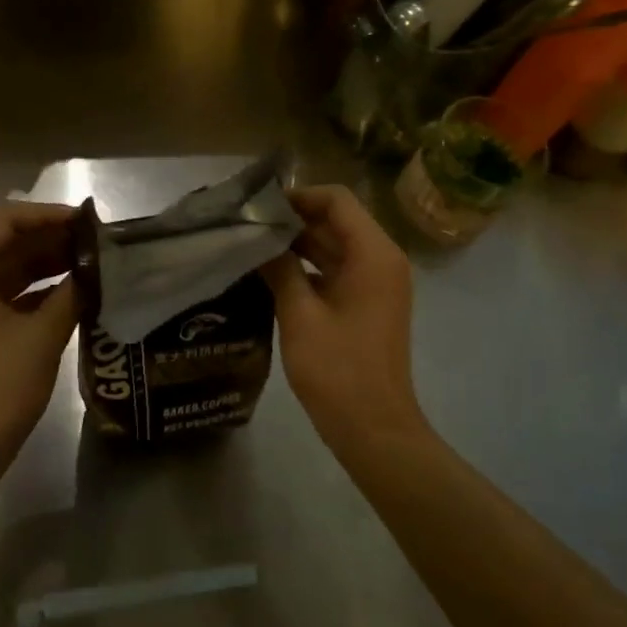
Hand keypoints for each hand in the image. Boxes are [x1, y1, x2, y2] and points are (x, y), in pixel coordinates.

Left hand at [0, 201, 79, 476]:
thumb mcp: (42, 336)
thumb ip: (71, 294)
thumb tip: (96, 270)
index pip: (5, 220)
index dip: (48, 215)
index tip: (87, 222)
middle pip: (5, 240)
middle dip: (50, 237)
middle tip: (95, 242)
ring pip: (6, 266)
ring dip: (45, 262)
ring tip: (90, 262)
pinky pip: (4, 292)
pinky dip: (35, 288)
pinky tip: (72, 292)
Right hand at [261, 185, 427, 454]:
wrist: (374, 429)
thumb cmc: (338, 370)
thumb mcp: (300, 314)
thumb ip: (279, 268)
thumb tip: (257, 238)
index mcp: (373, 254)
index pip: (337, 200)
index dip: (298, 196)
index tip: (258, 207)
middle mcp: (381, 260)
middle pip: (336, 221)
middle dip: (292, 220)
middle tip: (246, 224)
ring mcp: (375, 283)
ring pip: (333, 246)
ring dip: (296, 244)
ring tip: (251, 245)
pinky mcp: (366, 304)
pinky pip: (335, 270)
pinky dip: (306, 267)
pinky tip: (269, 274)